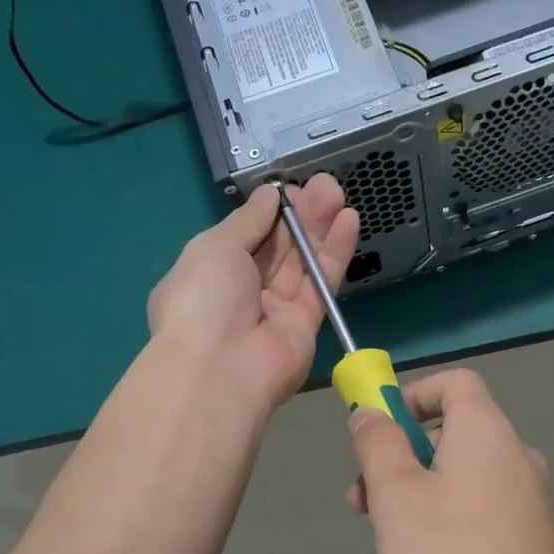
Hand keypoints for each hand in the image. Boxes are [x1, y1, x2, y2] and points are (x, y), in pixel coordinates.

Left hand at [147, 175, 359, 411]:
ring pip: (302, 263)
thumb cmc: (204, 299)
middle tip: (325, 184)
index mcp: (209, 274)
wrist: (221, 368)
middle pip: (277, 248)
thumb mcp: (215, 246)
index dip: (269, 213)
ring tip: (339, 192)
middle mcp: (242, 293)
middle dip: (300, 215)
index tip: (290, 189)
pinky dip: (334, 253)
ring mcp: (275, 311)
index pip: (244, 237)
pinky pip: (321, 283)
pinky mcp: (305, 326)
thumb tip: (270, 196)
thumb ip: (248, 220)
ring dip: (320, 228)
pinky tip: (349, 222)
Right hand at [346, 370, 553, 553]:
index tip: (379, 433)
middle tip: (364, 504)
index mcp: (487, 432)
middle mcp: (517, 456)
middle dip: (400, 460)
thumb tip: (370, 412)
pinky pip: (479, 514)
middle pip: (451, 434)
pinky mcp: (533, 539)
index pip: (455, 382)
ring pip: (460, 480)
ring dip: (416, 500)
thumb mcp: (396, 495)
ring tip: (388, 552)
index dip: (412, 395)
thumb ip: (378, 443)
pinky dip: (446, 526)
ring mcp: (530, 500)